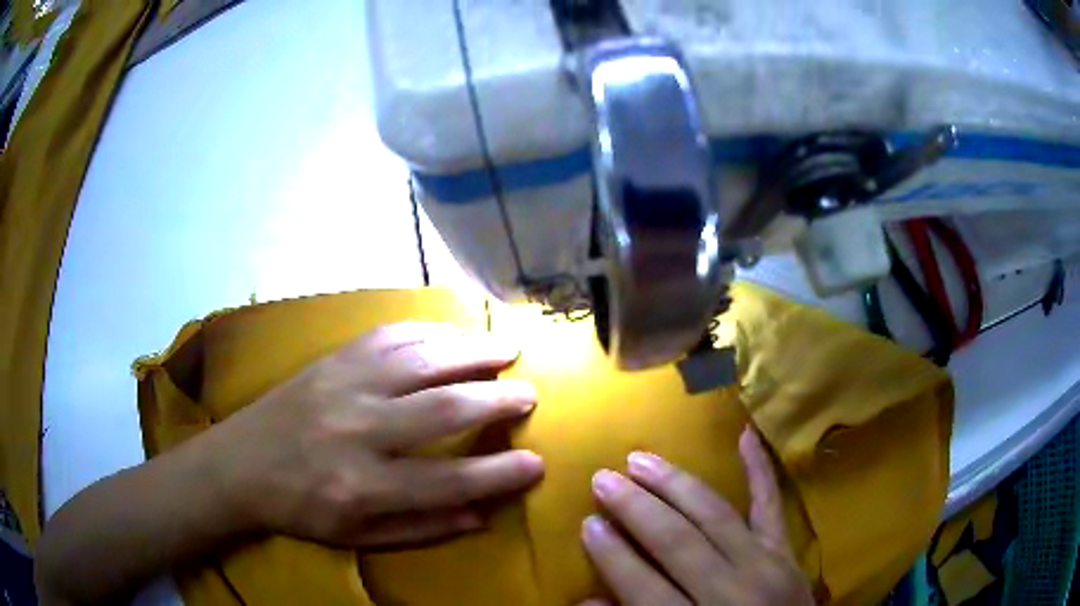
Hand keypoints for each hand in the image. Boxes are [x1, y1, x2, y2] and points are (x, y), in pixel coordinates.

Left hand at [204, 322, 543, 548]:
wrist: (239, 463)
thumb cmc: (300, 509)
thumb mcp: (357, 537)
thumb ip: (421, 529)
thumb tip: (481, 515)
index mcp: (364, 487)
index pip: (449, 481)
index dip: (500, 473)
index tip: (536, 463)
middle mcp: (359, 430)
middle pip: (444, 409)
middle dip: (498, 400)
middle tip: (530, 395)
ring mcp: (344, 385)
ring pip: (422, 360)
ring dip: (472, 352)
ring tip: (507, 351)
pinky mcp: (333, 360)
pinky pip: (389, 336)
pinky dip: (429, 331)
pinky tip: (452, 332)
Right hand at [580, 428, 812, 605]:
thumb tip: (587, 601)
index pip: (643, 584)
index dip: (611, 553)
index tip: (587, 523)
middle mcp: (731, 590)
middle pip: (677, 541)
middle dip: (636, 507)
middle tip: (603, 477)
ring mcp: (765, 564)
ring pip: (715, 515)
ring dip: (675, 484)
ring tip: (641, 459)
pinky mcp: (787, 552)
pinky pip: (772, 505)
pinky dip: (760, 470)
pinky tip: (746, 435)